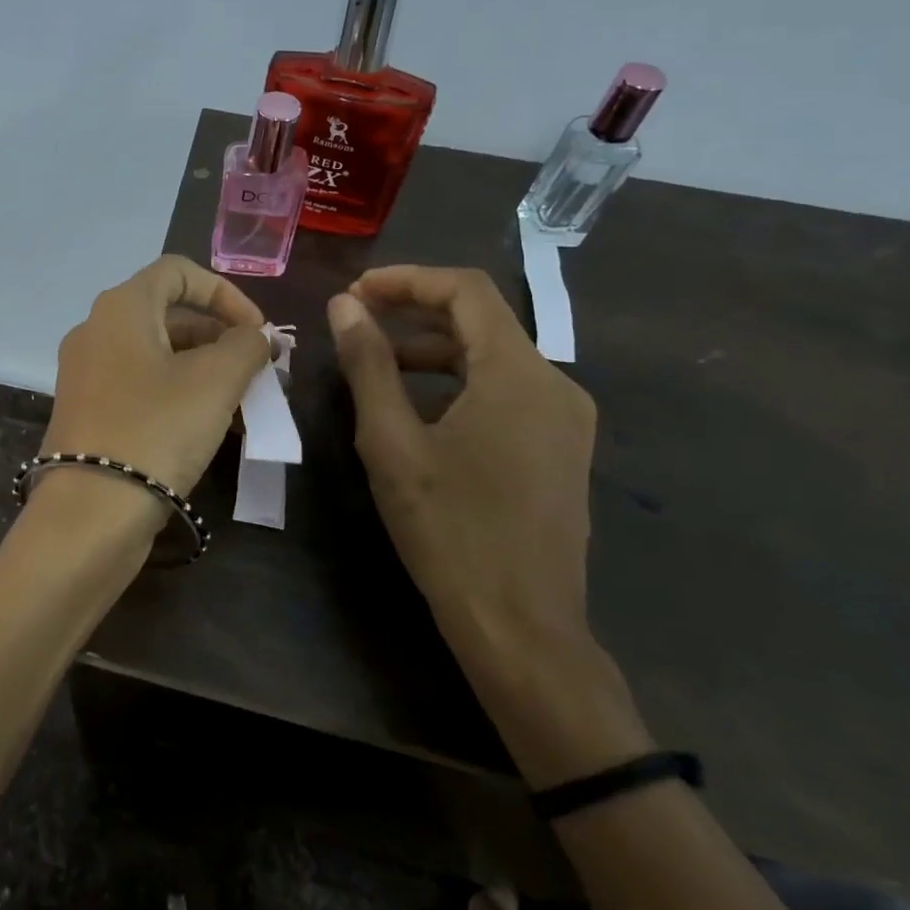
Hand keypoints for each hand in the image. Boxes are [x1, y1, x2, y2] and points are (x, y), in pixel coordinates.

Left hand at [43, 254, 271, 496]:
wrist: (90, 512)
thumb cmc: (156, 429)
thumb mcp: (215, 381)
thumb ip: (246, 346)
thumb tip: (258, 336)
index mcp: (121, 308)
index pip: (177, 271)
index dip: (224, 292)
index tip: (256, 330)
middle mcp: (97, 331)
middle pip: (169, 315)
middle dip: (221, 337)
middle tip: (259, 370)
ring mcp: (88, 374)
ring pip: (158, 355)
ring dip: (206, 370)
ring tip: (246, 404)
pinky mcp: (89, 412)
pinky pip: (142, 387)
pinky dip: (180, 395)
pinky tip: (214, 427)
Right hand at [327, 266, 596, 663]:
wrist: (521, 628)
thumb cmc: (449, 530)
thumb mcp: (392, 443)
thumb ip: (368, 365)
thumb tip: (344, 306)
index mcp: (519, 374)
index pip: (466, 291)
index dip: (406, 280)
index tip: (354, 293)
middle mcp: (555, 384)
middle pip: (481, 320)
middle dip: (414, 312)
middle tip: (355, 322)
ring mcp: (565, 419)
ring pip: (492, 356)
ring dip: (432, 349)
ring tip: (375, 365)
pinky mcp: (560, 448)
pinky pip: (505, 391)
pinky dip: (457, 382)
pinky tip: (417, 408)